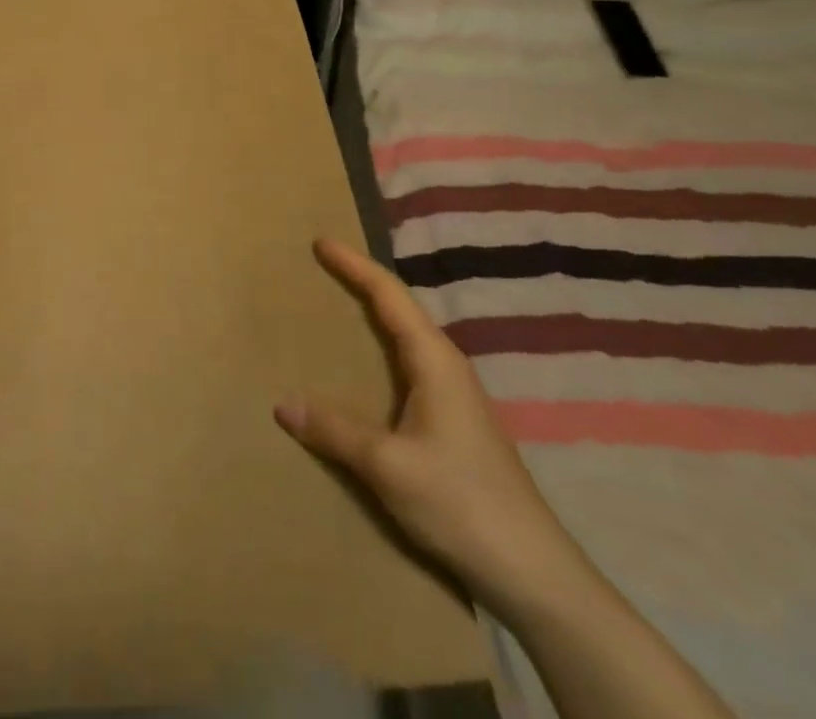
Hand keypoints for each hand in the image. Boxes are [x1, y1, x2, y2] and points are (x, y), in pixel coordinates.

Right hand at [274, 239, 588, 621]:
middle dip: (360, 282)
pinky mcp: (453, 423)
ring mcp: (454, 396)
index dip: (353, 265)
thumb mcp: (388, 465)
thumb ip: (334, 430)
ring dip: (371, 317)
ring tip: (333, 308)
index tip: (320, 242)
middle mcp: (446, 366)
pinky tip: (362, 372)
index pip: (388, 294)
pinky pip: (407, 367)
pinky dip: (379, 351)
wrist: (533, 574)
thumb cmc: (461, 503)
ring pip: (405, 338)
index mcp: (434, 360)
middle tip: (321, 267)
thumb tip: (282, 403)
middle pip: (398, 308)